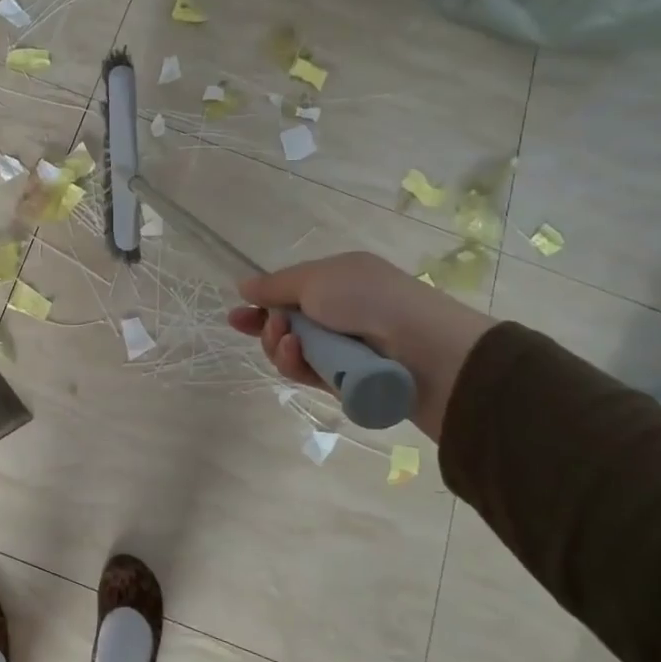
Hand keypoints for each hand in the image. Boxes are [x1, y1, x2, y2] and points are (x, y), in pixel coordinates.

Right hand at [227, 252, 493, 439]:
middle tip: (271, 327)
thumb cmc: (369, 299)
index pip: (289, 294)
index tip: (236, 316)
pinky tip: (296, 355)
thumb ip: (274, 286)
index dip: (261, 304)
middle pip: (285, 326)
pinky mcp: (343, 382)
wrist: (424, 349)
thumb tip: (243, 286)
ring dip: (280, 346)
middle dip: (268, 328)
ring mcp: (342, 349)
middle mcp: (339, 314)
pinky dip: (296, 364)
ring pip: (291, 353)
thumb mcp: (315, 279)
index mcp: (338, 282)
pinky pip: (306, 374)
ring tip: (289, 341)